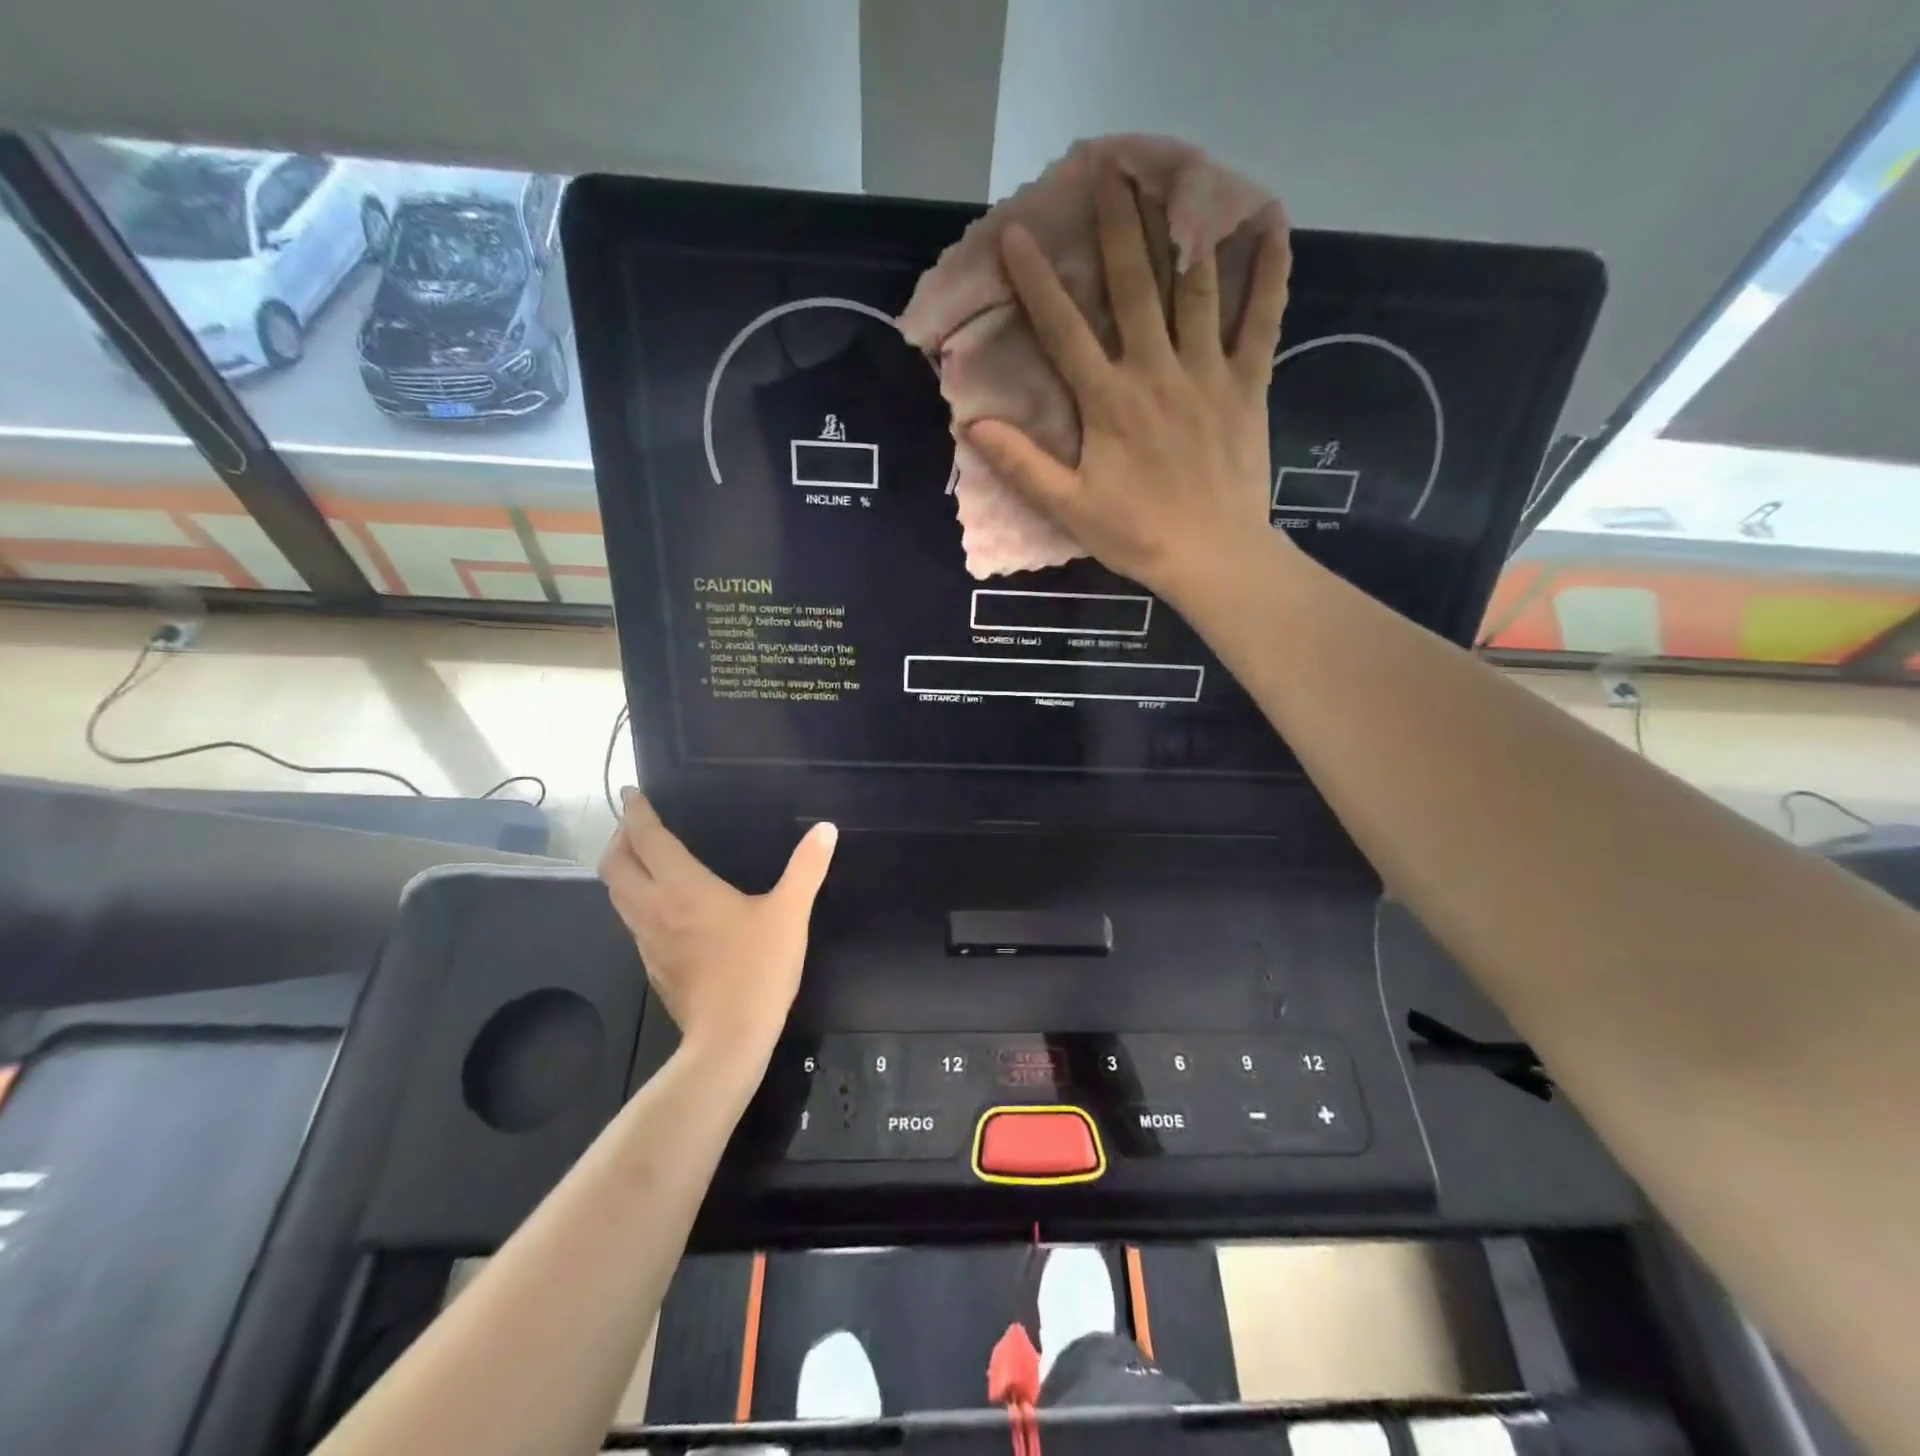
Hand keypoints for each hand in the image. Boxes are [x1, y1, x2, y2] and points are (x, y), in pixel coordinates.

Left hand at [600, 791, 836, 1063]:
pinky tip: (660, 903)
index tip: (632, 793)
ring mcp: (646, 939)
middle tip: (636, 823)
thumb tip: (826, 829)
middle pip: (616, 865)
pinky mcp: (650, 964)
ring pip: (616, 894)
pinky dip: (633, 897)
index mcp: (683, 888)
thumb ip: (807, 868)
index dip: (636, 813)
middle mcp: (654, 907)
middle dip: (620, 837)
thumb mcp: (790, 913)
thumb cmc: (758, 969)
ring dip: (622, 867)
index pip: (646, 839)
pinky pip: (630, 918)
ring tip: (641, 856)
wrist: (729, 1038)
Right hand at [965, 166, 1292, 606]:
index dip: (1038, 281)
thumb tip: (973, 427)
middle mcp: (1157, 371)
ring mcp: (1209, 372)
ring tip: (1177, 177)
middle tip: (1110, 171)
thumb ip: (1023, 465)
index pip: (1065, 330)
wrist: (1213, 556)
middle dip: (1119, 227)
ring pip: (1195, 288)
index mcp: (1109, 401)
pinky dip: (1269, 271)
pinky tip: (1270, 224)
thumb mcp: (1068, 508)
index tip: (1018, 234)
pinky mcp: (1249, 384)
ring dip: (1182, 229)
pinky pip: (1263, 318)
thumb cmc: (1136, 535)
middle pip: (1135, 286)